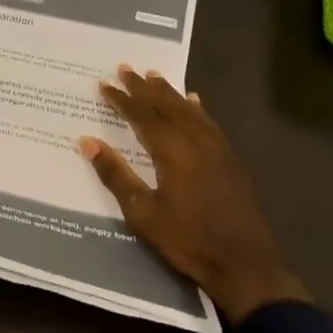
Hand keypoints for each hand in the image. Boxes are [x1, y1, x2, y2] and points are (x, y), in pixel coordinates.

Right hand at [79, 67, 308, 320]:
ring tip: (154, 76)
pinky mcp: (230, 160)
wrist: (244, 264)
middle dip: (144, 88)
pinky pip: (209, 123)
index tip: (104, 84)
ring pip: (189, 111)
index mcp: (172, 151)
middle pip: (166, 107)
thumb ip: (115, 174)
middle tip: (125, 68)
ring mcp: (217, 149)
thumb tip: (87, 141)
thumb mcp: (143, 213)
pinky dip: (197, 108)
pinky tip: (194, 102)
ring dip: (169, 93)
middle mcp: (196, 141)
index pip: (142, 116)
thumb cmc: (188, 240)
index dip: (122, 100)